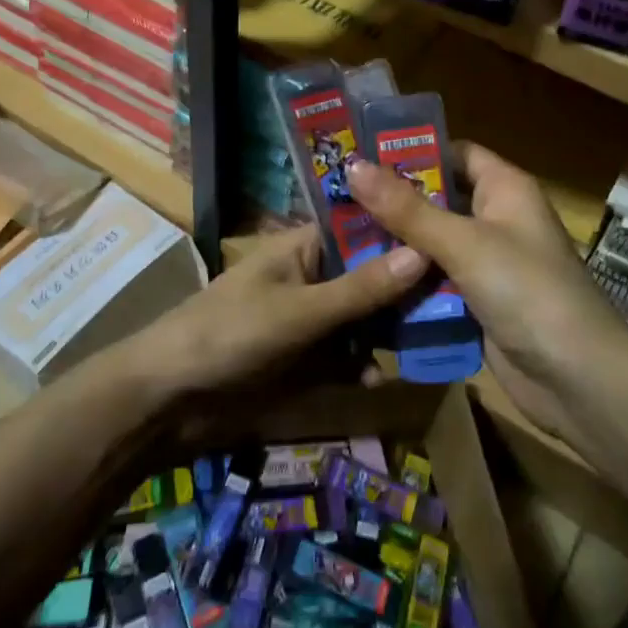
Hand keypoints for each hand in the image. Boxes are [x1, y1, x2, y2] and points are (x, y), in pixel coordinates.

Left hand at [121, 225, 427, 398]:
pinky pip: (347, 357)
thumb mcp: (301, 311)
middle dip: (406, 289)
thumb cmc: (230, 334)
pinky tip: (380, 380)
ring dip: (391, 331)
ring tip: (436, 340)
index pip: (364, 227)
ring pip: (365, 319)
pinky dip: (363, 366)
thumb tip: (424, 252)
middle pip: (372, 275)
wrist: (170, 400)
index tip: (451, 238)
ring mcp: (311, 320)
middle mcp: (314, 277)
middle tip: (458, 299)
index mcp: (305, 247)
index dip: (404, 231)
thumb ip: (361, 289)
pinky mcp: (306, 360)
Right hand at [347, 144, 627, 440]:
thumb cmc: (526, 290)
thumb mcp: (463, 243)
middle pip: (438, 201)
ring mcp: (488, 265)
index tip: (361, 157)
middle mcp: (497, 220)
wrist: (577, 379)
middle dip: (392, 204)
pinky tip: (365, 283)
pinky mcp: (479, 303)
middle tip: (336, 202)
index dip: (413, 153)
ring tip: (337, 240)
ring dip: (395, 248)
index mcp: (505, 189)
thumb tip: (353, 164)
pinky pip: (436, 284)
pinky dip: (408, 284)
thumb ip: (406, 209)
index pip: (455, 154)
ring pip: (432, 246)